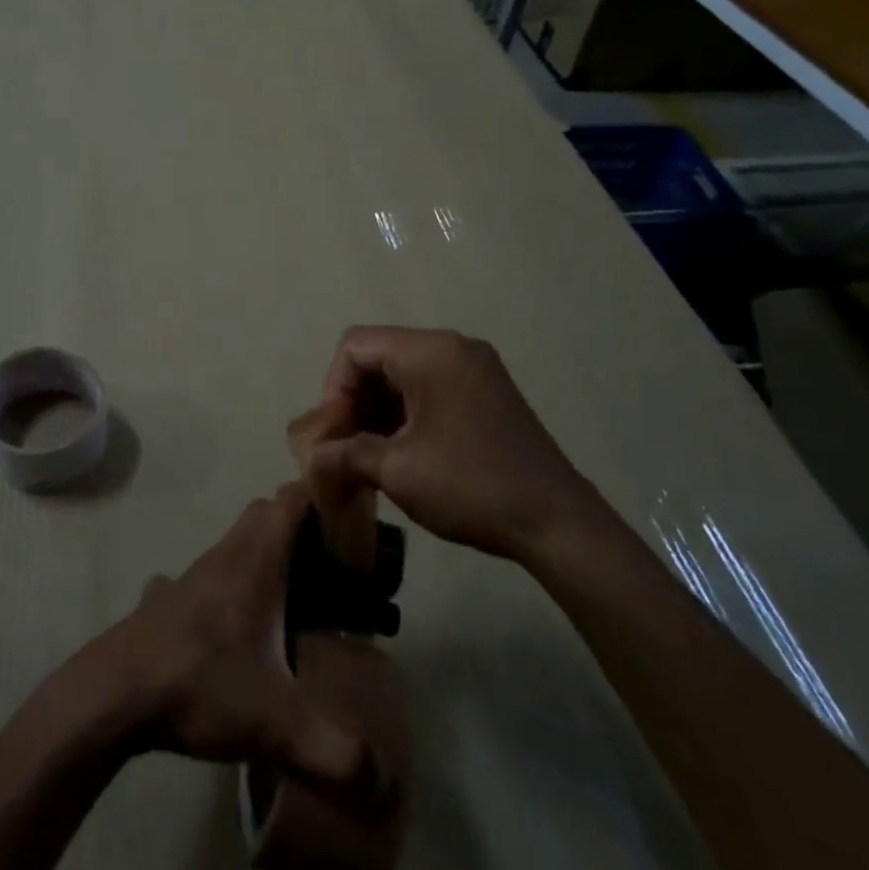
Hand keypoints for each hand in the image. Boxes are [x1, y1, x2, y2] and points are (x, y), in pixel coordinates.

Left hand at [76, 484, 382, 801]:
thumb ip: (334, 752)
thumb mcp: (274, 723)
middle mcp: (226, 554)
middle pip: (268, 514)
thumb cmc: (199, 683)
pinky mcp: (172, 598)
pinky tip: (242, 626)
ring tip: (299, 599)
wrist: (114, 692)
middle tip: (337, 566)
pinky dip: (235, 583)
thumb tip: (382, 782)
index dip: (324, 495)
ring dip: (269, 555)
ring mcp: (195, 573)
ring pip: (239, 542)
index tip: (356, 519)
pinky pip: (213, 575)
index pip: (293, 498)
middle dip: (304, 526)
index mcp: (256, 560)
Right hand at [308, 326, 598, 561]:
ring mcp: (475, 366)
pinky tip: (401, 450)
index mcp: (430, 352)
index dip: (334, 387)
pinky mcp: (487, 389)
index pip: (355, 346)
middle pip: (379, 355)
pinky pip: (429, 384)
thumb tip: (310, 459)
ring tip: (369, 453)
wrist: (558, 524)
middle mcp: (453, 346)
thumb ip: (343, 454)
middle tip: (347, 446)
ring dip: (378, 408)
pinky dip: (406, 410)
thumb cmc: (470, 487)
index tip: (336, 433)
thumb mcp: (396, 471)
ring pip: (402, 371)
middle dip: (354, 399)